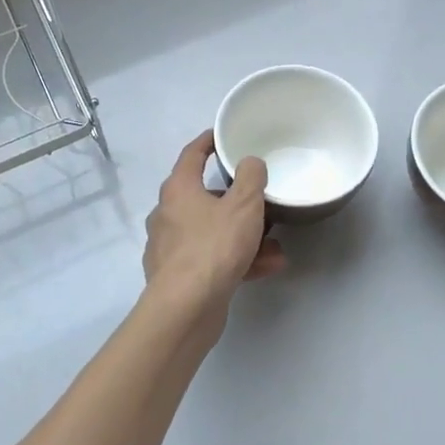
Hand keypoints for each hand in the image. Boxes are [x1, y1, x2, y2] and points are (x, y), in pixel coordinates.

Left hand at [142, 131, 286, 320]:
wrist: (186, 308)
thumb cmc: (213, 247)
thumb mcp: (243, 205)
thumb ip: (251, 178)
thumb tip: (250, 163)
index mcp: (178, 189)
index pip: (192, 155)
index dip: (208, 142)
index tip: (222, 135)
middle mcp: (168, 214)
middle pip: (205, 197)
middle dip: (238, 202)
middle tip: (261, 202)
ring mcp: (171, 247)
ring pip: (214, 232)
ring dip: (245, 236)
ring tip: (276, 246)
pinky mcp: (179, 276)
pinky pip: (213, 258)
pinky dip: (238, 259)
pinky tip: (268, 267)